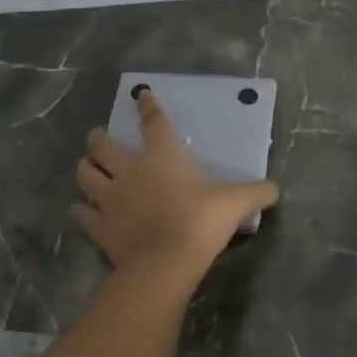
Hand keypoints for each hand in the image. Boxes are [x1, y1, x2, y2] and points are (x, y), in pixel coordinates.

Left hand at [73, 88, 279, 270]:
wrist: (166, 262)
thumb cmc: (201, 222)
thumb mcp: (236, 203)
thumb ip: (257, 192)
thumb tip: (276, 188)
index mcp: (163, 157)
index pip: (153, 123)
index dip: (147, 106)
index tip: (141, 95)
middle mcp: (130, 170)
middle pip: (103, 146)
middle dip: (98, 138)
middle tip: (98, 137)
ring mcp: (110, 199)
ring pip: (84, 175)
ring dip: (84, 169)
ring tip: (87, 169)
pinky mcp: (99, 227)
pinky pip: (82, 214)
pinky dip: (80, 210)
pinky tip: (81, 210)